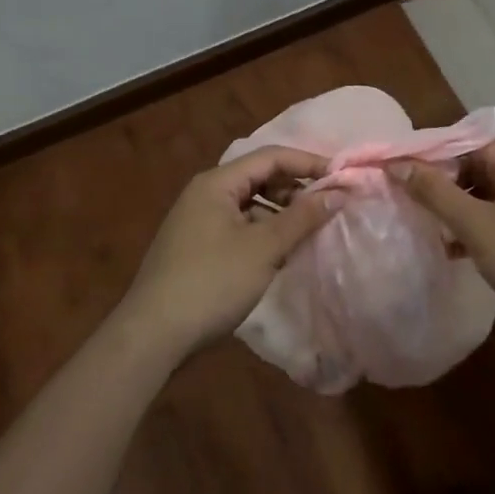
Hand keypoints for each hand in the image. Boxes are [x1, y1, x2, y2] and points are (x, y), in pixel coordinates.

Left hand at [117, 146, 337, 358]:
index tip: (342, 178)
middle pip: (259, 177)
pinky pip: (239, 226)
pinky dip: (263, 232)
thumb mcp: (264, 249)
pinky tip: (281, 253)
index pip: (271, 157)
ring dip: (281, 212)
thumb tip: (338, 192)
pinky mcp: (197, 248)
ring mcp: (198, 221)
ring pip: (250, 204)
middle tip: (328, 206)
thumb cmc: (211, 282)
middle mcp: (205, 194)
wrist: (152, 336)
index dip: (309, 163)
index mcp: (217, 183)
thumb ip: (302, 217)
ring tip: (310, 230)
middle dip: (296, 188)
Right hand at [394, 138, 494, 345]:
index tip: (399, 167)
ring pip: (485, 194)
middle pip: (476, 166)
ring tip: (424, 223)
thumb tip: (397, 163)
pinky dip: (475, 226)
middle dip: (442, 181)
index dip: (432, 151)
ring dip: (456, 207)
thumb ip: (436, 193)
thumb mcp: (478, 226)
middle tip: (406, 197)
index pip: (467, 140)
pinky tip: (453, 249)